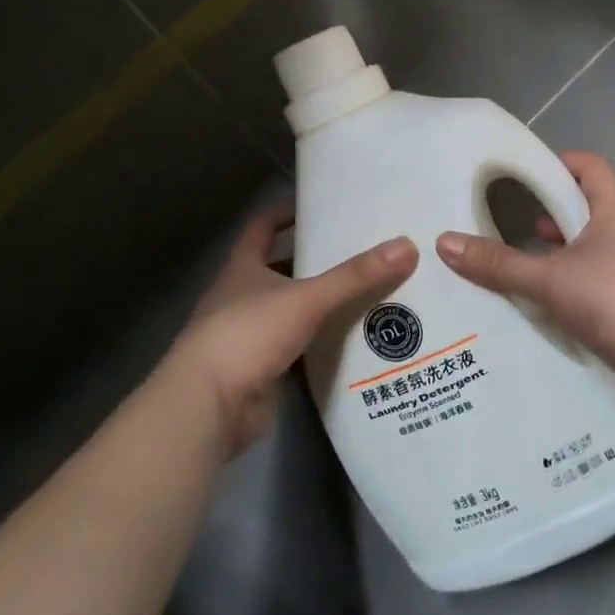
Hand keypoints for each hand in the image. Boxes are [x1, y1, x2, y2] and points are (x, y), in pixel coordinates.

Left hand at [163, 204, 417, 457]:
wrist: (208, 408)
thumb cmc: (248, 335)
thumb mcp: (306, 299)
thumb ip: (355, 276)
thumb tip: (407, 246)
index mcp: (243, 268)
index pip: (262, 227)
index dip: (286, 213)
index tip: (319, 207)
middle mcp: (241, 296)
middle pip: (280, 269)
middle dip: (314, 261)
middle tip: (359, 253)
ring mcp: (247, 336)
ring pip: (289, 310)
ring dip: (319, 305)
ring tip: (367, 293)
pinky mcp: (259, 371)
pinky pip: (296, 348)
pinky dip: (319, 343)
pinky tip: (352, 341)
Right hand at [435, 151, 614, 400]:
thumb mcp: (550, 280)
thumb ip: (498, 264)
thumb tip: (444, 242)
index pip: (592, 168)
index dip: (562, 162)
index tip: (527, 172)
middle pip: (589, 208)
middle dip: (552, 212)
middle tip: (512, 219)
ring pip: (593, 247)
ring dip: (562, 251)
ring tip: (524, 260)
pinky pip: (600, 279)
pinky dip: (574, 281)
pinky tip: (548, 300)